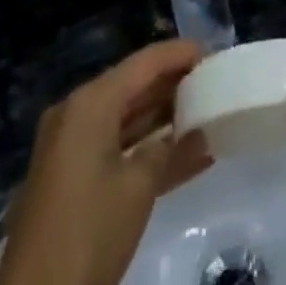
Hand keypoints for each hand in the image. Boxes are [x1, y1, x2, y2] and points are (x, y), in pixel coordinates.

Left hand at [0, 40, 209, 284]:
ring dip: (164, 121)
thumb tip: (197, 134)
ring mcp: (71, 148)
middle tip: (214, 84)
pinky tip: (187, 158)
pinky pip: (115, 149)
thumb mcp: (138, 188)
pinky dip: (146, 151)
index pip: (145, 62)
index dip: (181, 54)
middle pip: (134, 87)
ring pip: (126, 119)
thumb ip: (170, 150)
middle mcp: (77, 113)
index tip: (215, 54)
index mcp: (90, 102)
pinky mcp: (71, 179)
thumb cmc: (88, 232)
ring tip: (207, 115)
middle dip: (174, 86)